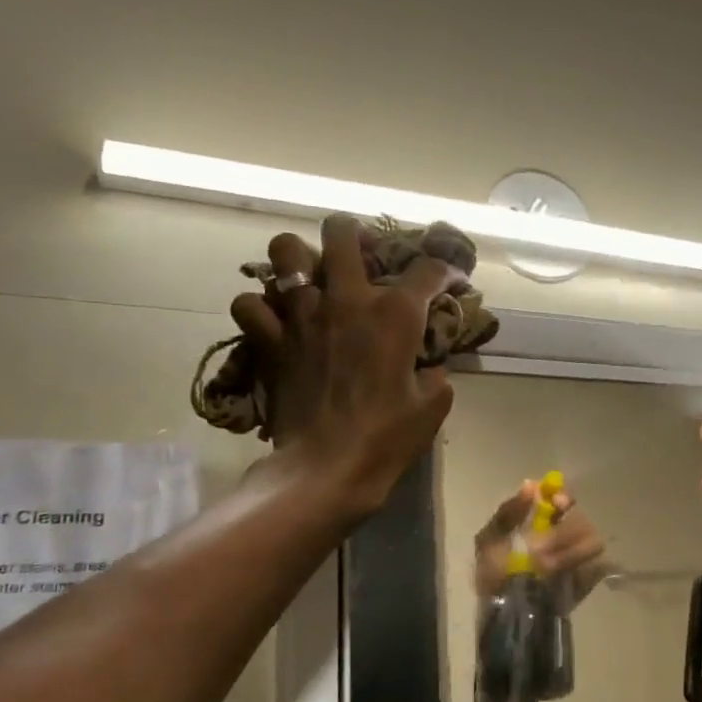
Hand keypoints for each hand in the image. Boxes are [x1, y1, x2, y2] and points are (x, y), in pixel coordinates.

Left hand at [232, 216, 459, 517]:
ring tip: (310, 279)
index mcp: (394, 314)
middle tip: (362, 256)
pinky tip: (276, 320)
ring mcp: (302, 316)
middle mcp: (346, 300)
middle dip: (355, 234)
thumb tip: (429, 367)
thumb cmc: (387, 438)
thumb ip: (435, 375)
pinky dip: (261, 308)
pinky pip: (250, 304)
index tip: (451, 280)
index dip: (446, 270)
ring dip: (299, 259)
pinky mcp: (270, 340)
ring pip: (285, 251)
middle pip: (342, 231)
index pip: (427, 270)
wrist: (326, 469)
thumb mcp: (432, 407)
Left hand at [473, 483, 606, 607]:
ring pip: (593, 541)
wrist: (501, 616)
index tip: (558, 505)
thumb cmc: (492, 573)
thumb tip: (531, 484)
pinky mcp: (587, 580)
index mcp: (540, 521)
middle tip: (546, 547)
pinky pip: (599, 568)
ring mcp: (578, 558)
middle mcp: (563, 535)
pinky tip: (565, 578)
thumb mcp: (489, 540)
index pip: (563, 499)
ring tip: (549, 568)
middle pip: (581, 518)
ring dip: (571, 553)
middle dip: (565, 531)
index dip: (563, 499)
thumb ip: (508, 512)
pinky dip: (585, 571)